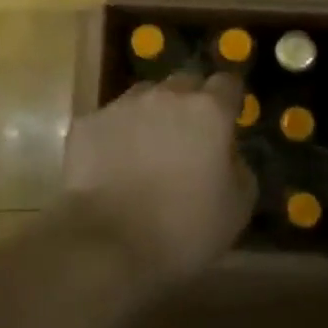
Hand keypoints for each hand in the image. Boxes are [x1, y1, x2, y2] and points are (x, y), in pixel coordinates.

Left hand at [62, 72, 254, 292]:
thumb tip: (229, 155)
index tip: (227, 120)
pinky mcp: (88, 123)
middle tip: (188, 138)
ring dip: (151, 115)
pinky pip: (109, 121)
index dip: (228, 100)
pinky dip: (115, 136)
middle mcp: (166, 96)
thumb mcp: (237, 208)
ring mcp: (122, 106)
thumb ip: (240, 169)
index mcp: (208, 111)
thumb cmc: (184, 229)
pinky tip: (112, 165)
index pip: (227, 83)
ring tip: (147, 150)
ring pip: (144, 97)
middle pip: (184, 83)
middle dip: (190, 103)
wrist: (108, 243)